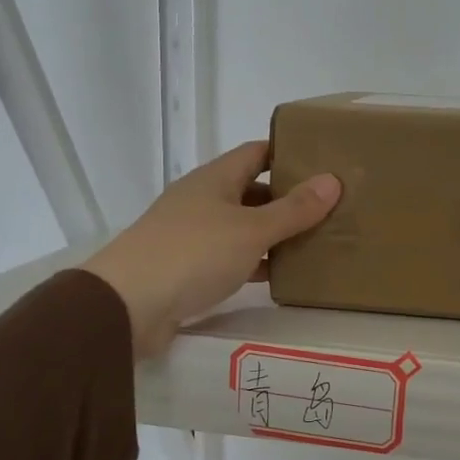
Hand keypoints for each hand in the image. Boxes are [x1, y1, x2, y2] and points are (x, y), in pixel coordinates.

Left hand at [83, 141, 340, 359]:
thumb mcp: (251, 230)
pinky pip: (230, 257)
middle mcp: (201, 201)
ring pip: (242, 226)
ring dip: (272, 233)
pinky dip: (255, 262)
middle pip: (250, 190)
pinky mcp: (186, 268)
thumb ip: (293, 209)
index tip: (323, 161)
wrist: (127, 306)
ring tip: (314, 240)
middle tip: (328, 207)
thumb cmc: (193, 254)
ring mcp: (191, 235)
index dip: (287, 153)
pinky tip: (279, 275)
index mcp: (214, 179)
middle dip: (286, 197)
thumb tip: (333, 180)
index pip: (256, 153)